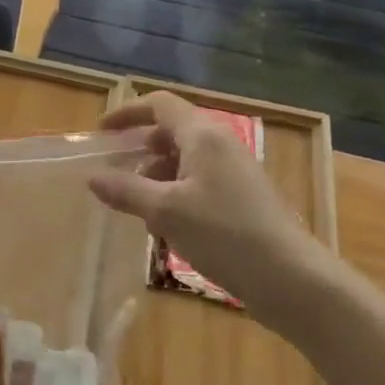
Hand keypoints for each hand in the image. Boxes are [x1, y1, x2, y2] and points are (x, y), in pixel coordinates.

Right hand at [88, 92, 337, 330]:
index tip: (102, 132)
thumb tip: (93, 178)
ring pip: (185, 160)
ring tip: (137, 208)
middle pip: (172, 132)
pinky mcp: (244, 198)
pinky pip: (200, 182)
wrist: (291, 279)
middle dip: (140, 150)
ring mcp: (236, 171)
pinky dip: (176, 194)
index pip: (159, 105)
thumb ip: (126, 191)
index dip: (127, 112)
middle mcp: (220, 144)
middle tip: (114, 173)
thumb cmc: (224, 234)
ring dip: (156, 177)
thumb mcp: (165, 212)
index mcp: (202, 135)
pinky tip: (166, 227)